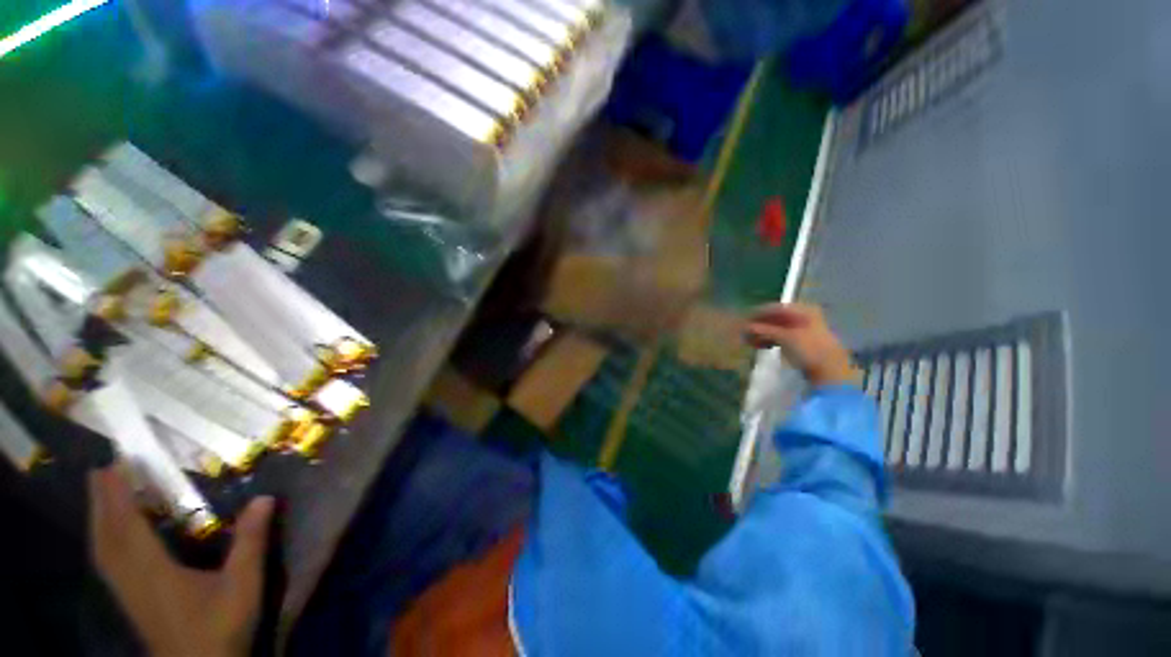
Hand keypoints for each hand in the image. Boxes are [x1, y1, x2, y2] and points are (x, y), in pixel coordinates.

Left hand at [89, 466, 273, 656]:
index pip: (128, 525)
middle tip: (102, 470)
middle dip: (101, 501)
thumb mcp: (243, 585)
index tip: (116, 463)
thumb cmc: (220, 627)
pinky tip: (108, 537)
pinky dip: (103, 540)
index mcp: (153, 570)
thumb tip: (265, 497)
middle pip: (106, 534)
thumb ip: (250, 542)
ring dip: (98, 519)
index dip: (120, 494)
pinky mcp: (130, 600)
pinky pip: (107, 561)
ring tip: (100, 495)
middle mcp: (131, 577)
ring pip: (102, 549)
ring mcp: (127, 591)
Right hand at [745, 303, 860, 386]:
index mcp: (803, 310)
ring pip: (778, 327)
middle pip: (776, 317)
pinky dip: (770, 339)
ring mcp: (804, 329)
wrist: (831, 371)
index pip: (775, 308)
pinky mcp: (803, 342)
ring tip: (749, 340)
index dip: (758, 313)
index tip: (742, 318)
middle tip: (743, 331)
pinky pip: (782, 336)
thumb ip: (764, 330)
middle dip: (759, 324)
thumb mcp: (785, 337)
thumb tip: (745, 326)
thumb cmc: (809, 349)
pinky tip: (760, 345)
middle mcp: (805, 316)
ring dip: (763, 333)